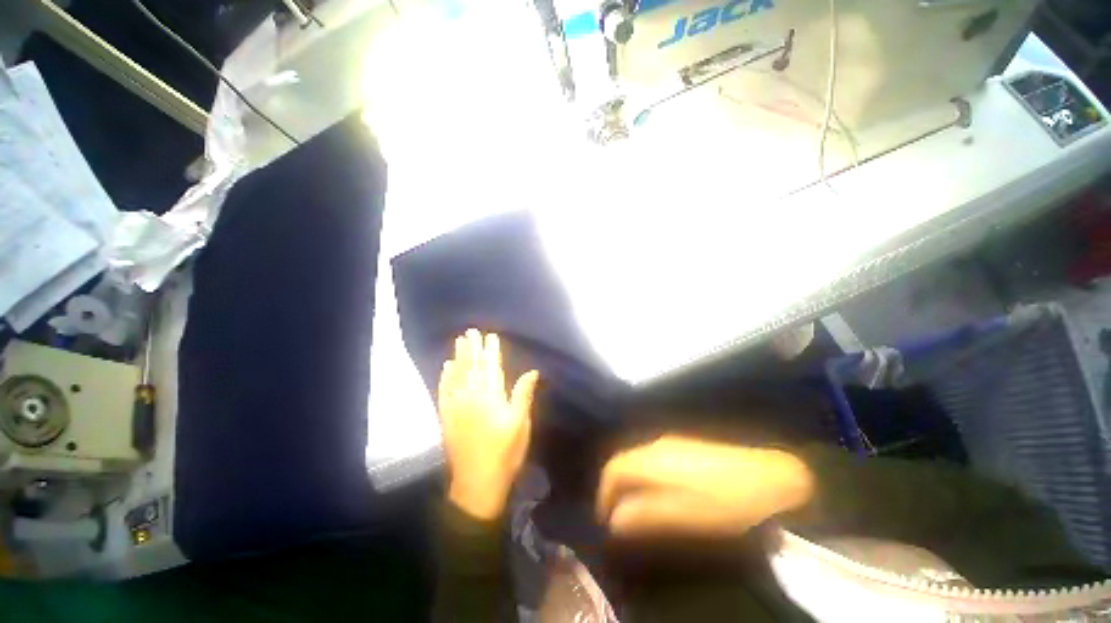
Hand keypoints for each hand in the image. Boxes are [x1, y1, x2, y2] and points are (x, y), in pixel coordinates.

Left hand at [439, 329, 539, 520]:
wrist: (478, 483)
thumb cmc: (505, 452)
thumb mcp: (521, 423)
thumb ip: (523, 394)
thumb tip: (532, 371)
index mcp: (491, 397)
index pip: (491, 367)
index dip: (491, 350)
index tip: (490, 336)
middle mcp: (471, 396)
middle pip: (472, 367)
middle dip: (473, 347)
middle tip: (471, 331)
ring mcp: (456, 406)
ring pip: (457, 375)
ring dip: (459, 356)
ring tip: (459, 340)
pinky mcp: (446, 416)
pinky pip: (444, 391)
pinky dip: (445, 377)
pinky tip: (446, 366)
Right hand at [596, 436, 814, 537]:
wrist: (769, 476)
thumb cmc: (725, 501)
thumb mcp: (686, 516)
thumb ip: (647, 516)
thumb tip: (615, 521)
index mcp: (652, 460)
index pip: (613, 470)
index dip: (604, 495)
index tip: (605, 521)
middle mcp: (655, 446)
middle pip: (622, 463)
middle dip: (614, 490)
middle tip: (617, 519)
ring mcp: (670, 443)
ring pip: (636, 460)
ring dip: (629, 484)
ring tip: (634, 510)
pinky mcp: (684, 447)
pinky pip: (650, 460)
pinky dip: (643, 478)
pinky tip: (658, 494)